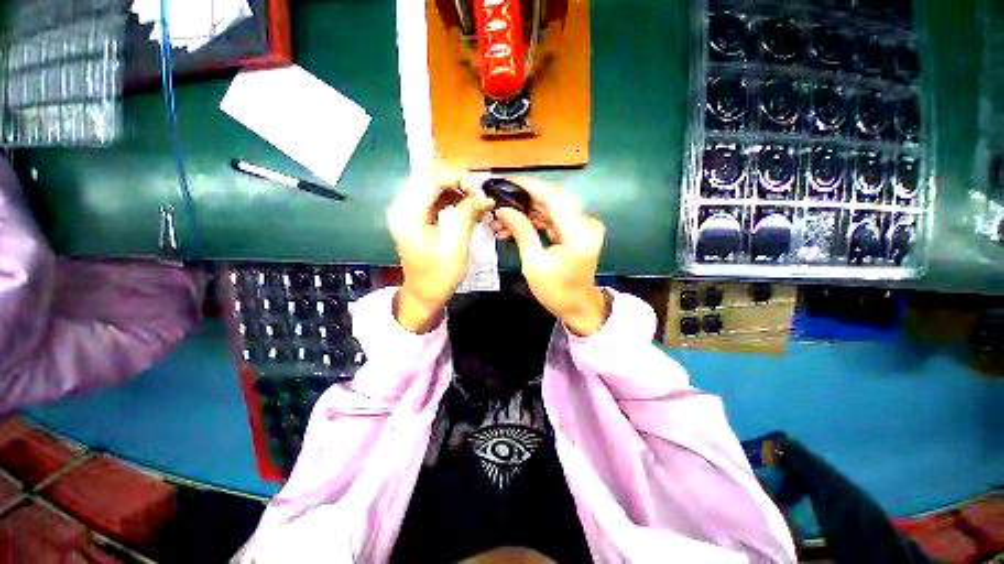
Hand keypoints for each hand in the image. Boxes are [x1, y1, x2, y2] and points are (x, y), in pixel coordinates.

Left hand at [388, 169, 494, 332]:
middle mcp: (403, 206)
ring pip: (433, 183)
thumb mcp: (456, 248)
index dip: (458, 178)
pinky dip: (453, 197)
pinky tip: (468, 206)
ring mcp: (408, 209)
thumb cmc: (439, 276)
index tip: (480, 191)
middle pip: (430, 175)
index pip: (431, 178)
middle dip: (458, 180)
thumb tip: (484, 197)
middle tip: (480, 194)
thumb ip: (467, 217)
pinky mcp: (416, 215)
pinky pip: (435, 196)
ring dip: (457, 187)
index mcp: (407, 214)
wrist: (424, 294)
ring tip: (477, 200)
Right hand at [492, 179, 609, 336]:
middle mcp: (585, 224)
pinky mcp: (578, 232)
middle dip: (524, 201)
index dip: (530, 187)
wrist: (579, 307)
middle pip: (552, 201)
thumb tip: (504, 210)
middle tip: (500, 201)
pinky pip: (554, 220)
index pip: (553, 197)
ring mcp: (583, 227)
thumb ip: (521, 231)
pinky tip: (516, 225)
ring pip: (551, 210)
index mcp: (579, 232)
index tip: (508, 181)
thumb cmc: (557, 291)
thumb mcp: (534, 263)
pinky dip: (536, 222)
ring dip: (527, 212)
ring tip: (502, 218)